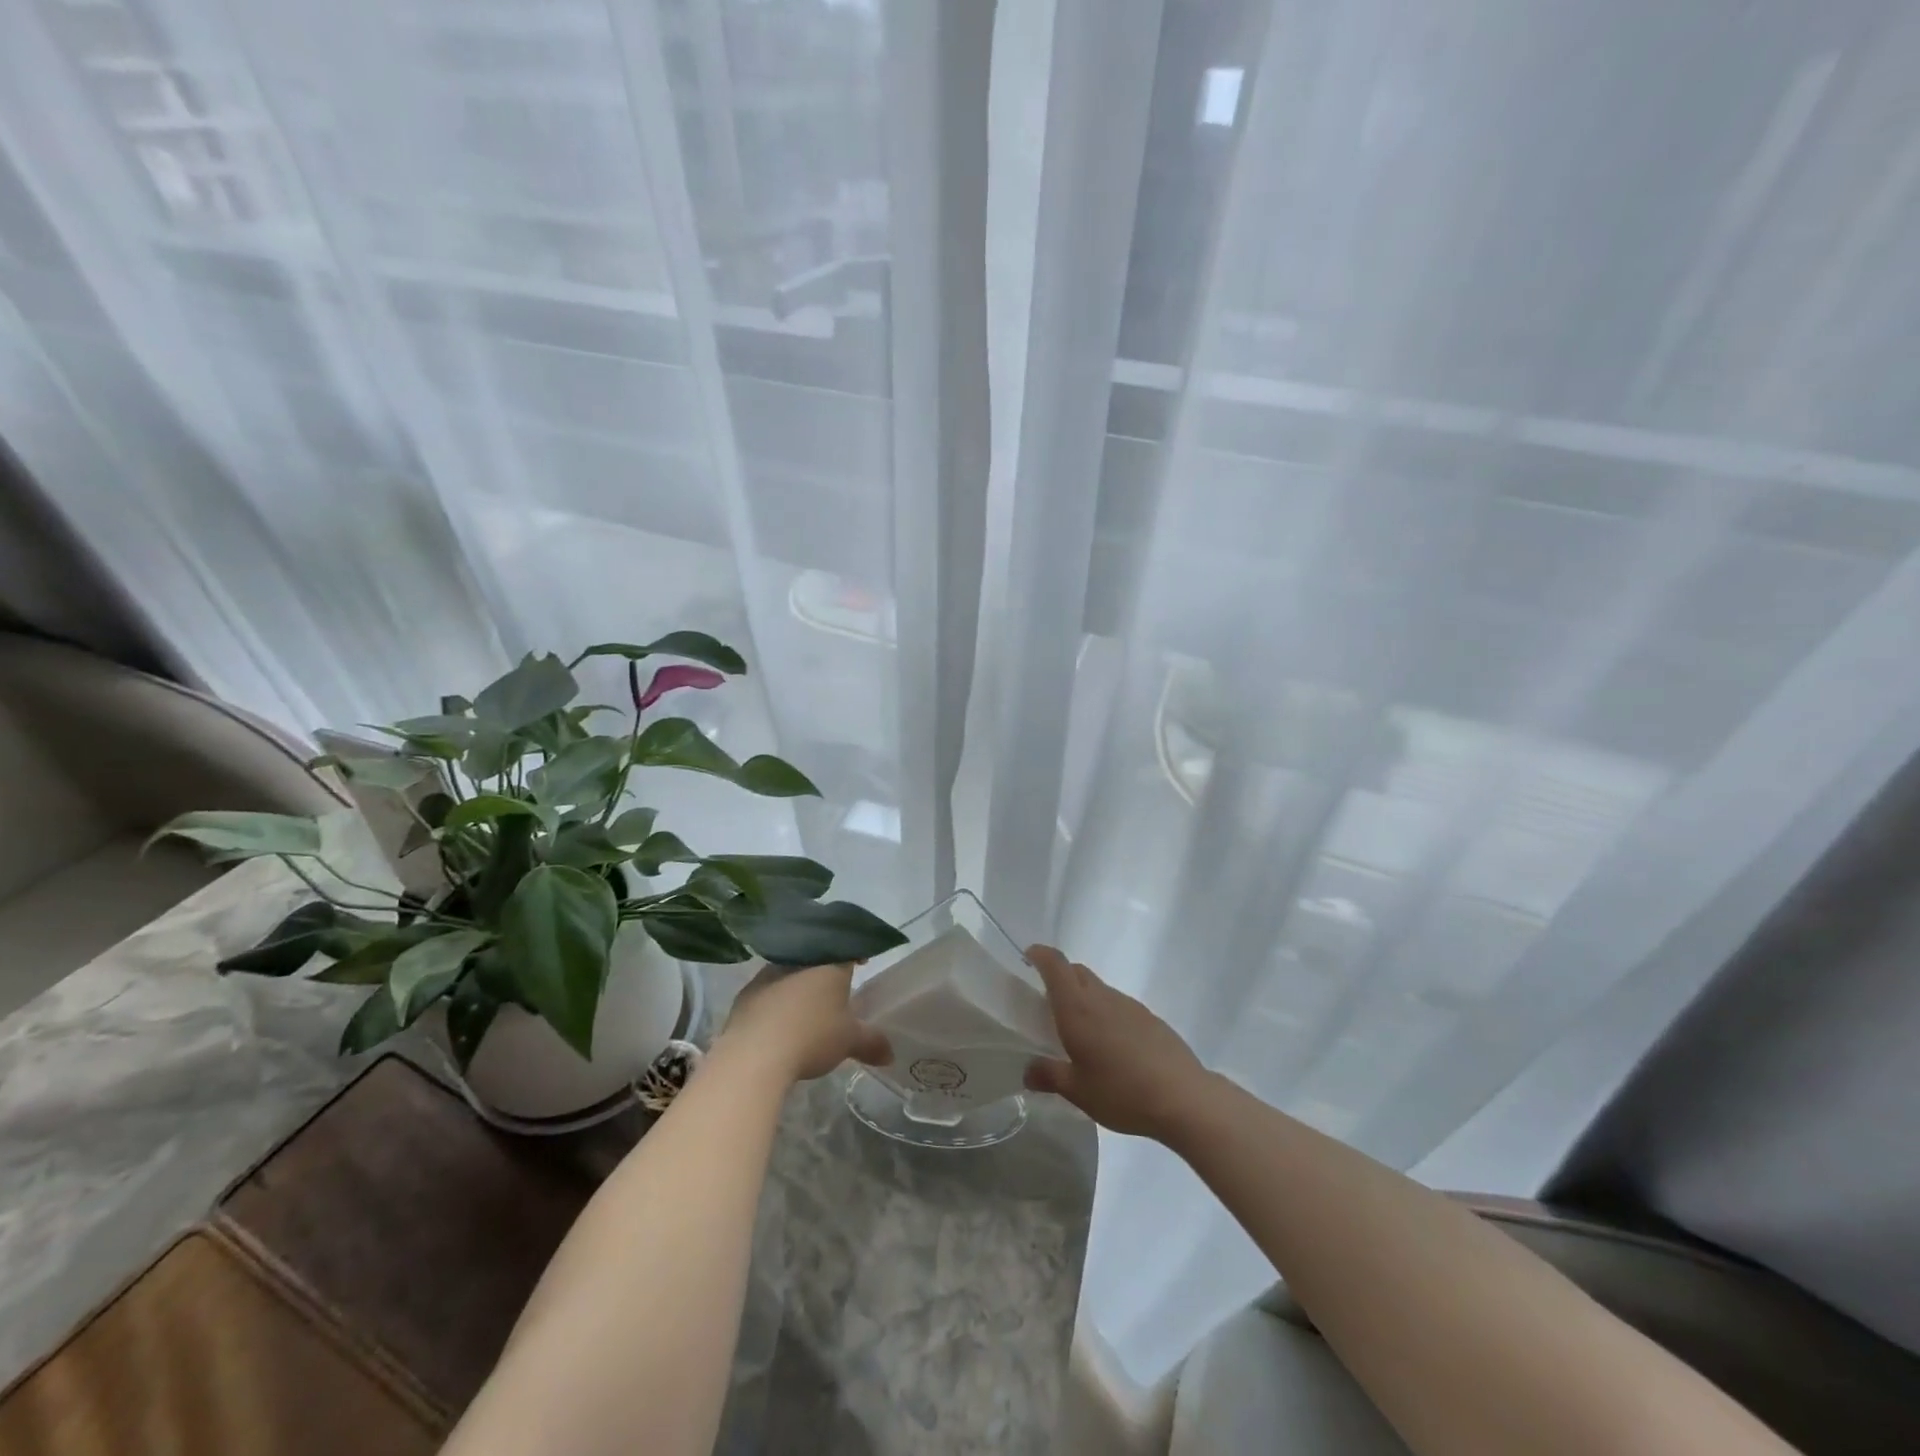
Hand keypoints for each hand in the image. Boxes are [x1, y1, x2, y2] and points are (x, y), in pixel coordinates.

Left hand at [718, 962, 890, 1082]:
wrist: (754, 1054)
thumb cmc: (812, 1036)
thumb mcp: (849, 1041)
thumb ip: (871, 1043)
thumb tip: (891, 1055)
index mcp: (829, 963)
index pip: (848, 946)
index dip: (857, 953)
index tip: (862, 963)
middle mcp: (798, 960)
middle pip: (817, 958)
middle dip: (826, 971)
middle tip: (835, 989)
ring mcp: (767, 975)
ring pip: (790, 971)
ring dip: (799, 985)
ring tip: (806, 1008)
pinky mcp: (745, 995)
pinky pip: (767, 991)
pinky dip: (776, 1001)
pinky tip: (779, 1021)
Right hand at [1023, 946, 1209, 1140]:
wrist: (1183, 1098)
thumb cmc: (1121, 1092)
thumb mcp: (1078, 1091)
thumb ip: (1049, 1076)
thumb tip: (1027, 1071)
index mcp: (1078, 1008)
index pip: (1056, 965)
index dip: (1040, 955)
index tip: (1028, 957)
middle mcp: (1102, 998)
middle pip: (1077, 971)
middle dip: (1060, 976)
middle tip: (1048, 1001)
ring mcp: (1129, 1005)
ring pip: (1099, 988)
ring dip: (1085, 997)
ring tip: (1081, 1030)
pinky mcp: (1150, 1018)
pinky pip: (1119, 1005)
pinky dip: (1107, 1013)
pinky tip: (1112, 1045)